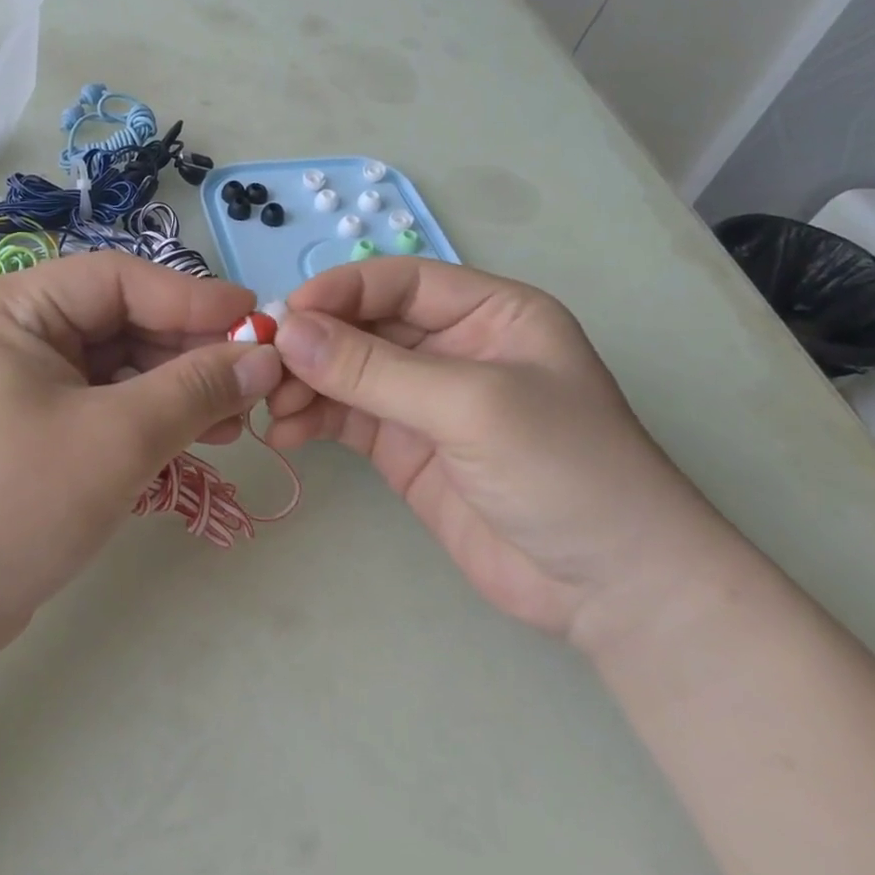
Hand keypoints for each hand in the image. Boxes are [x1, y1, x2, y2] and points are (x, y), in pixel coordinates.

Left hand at [0, 252, 282, 659]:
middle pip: (121, 322)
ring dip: (176, 391)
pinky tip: (193, 442)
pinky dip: (148, 420)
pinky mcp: (31, 428)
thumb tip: (265, 358)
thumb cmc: (12, 503)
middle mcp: (13, 333)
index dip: (193, 298)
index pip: (118, 280)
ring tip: (234, 424)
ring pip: (117, 368)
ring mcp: (20, 382)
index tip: (259, 322)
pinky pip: (102, 405)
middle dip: (189, 354)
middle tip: (253, 386)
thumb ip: (196, 390)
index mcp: (13, 308)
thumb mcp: (117, 439)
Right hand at [266, 258, 729, 641]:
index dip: (339, 291)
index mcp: (488, 313)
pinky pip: (344, 418)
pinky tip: (283, 434)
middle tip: (262, 368)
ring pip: (345, 373)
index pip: (398, 283)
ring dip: (303, 384)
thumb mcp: (471, 406)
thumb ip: (374, 369)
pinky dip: (310, 420)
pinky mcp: (403, 447)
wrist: (611, 591)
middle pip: (363, 327)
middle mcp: (451, 347)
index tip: (285, 316)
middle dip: (313, 344)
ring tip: (270, 407)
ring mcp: (423, 400)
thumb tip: (289, 332)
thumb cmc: (566, 470)